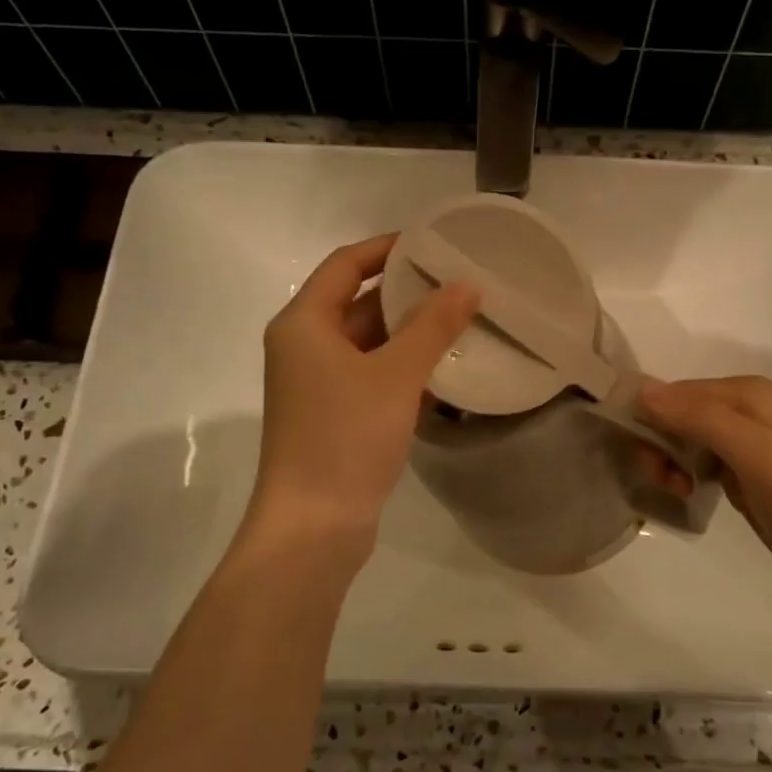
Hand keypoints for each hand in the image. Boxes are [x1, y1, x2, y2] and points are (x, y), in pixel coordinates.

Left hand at [247, 235, 479, 563]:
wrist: (313, 528)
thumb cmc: (346, 437)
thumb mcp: (395, 374)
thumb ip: (433, 325)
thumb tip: (467, 284)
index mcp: (304, 323)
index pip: (346, 265)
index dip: (388, 248)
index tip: (433, 243)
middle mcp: (304, 347)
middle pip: (358, 302)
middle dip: (407, 291)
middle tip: (460, 281)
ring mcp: (317, 384)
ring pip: (368, 342)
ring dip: (410, 331)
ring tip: (463, 318)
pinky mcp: (334, 416)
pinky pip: (371, 375)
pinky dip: (403, 367)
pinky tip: (445, 368)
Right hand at [639, 375, 771, 606]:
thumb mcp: (756, 454)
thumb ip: (701, 418)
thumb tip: (640, 391)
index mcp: (745, 393)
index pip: (673, 392)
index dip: (650, 420)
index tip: (643, 458)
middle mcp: (741, 409)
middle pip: (673, 413)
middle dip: (657, 443)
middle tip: (663, 479)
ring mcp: (740, 443)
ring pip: (679, 438)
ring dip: (666, 461)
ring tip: (677, 490)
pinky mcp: (740, 474)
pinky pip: (693, 461)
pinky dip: (681, 474)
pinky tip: (686, 493)